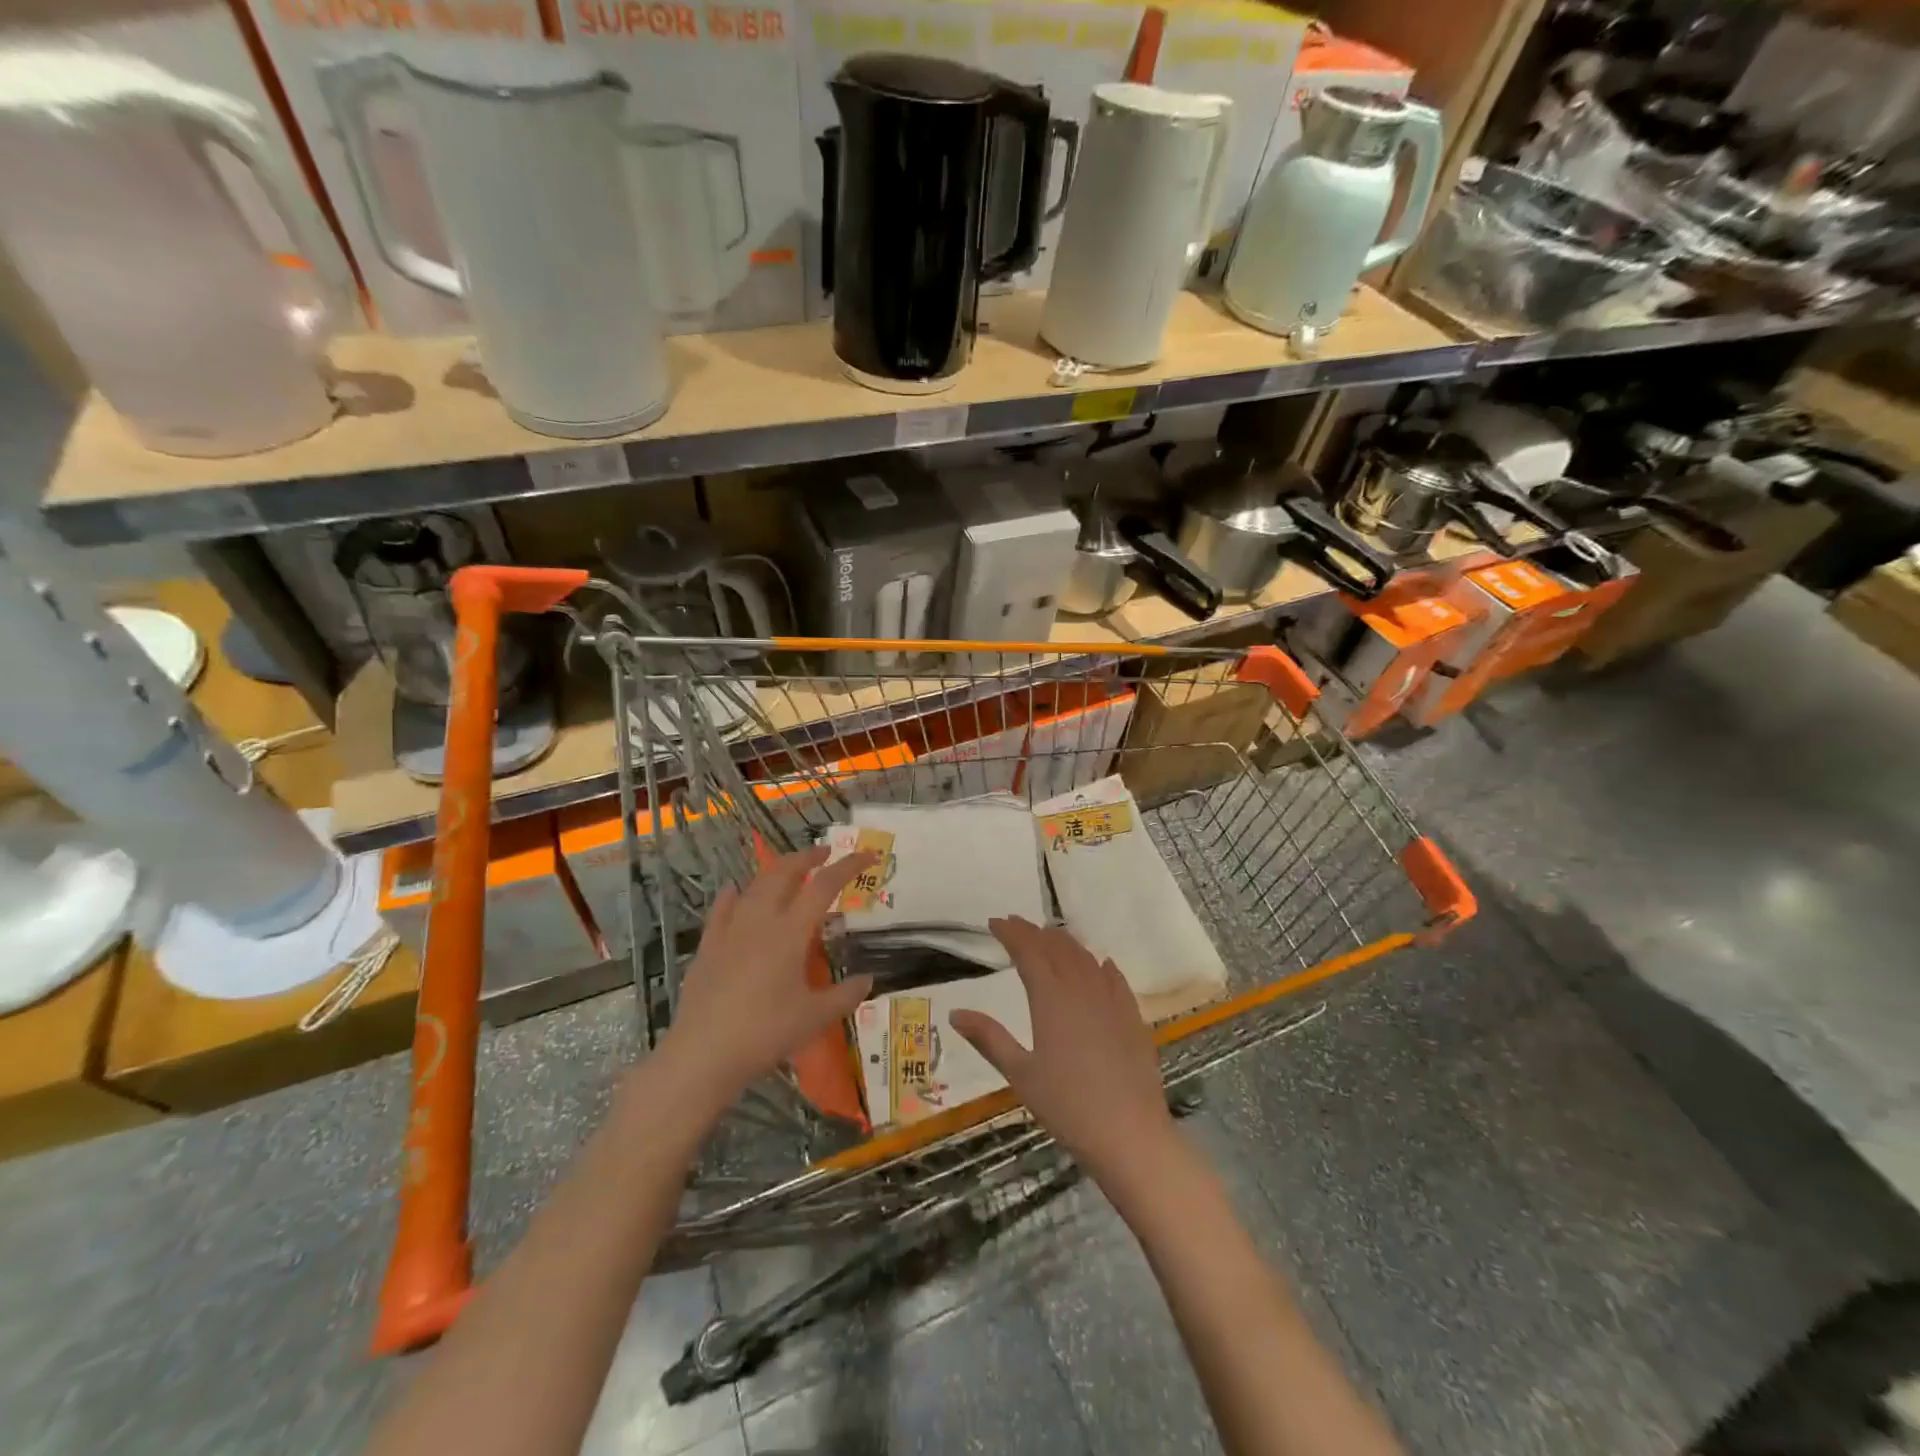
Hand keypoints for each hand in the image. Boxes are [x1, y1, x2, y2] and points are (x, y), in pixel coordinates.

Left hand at [659, 846, 875, 1108]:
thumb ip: (846, 996)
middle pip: (783, 874)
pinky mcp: (707, 948)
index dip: (847, 867)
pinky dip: (733, 895)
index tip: (866, 856)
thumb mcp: (815, 1018)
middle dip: (806, 858)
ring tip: (788, 871)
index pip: (824, 887)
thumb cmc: (765, 1034)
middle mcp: (760, 922)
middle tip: (825, 854)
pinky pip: (721, 910)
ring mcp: (729, 932)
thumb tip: (868, 980)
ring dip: (775, 872)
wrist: (703, 1055)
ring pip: (753, 887)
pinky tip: (734, 892)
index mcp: (790, 933)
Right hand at [950, 916, 1174, 1181]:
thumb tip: (955, 1013)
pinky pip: (1114, 979)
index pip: (1028, 951)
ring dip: (1066, 942)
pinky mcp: (1132, 1018)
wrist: (1130, 1135)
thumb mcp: (1020, 1074)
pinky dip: (1100, 965)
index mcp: (1051, 998)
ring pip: (1086, 958)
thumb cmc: (1067, 1106)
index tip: (995, 922)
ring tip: (1051, 936)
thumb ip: (989, 1038)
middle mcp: (1081, 989)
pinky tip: (1100, 964)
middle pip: (1056, 948)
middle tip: (1016, 924)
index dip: (1011, 933)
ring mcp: (1111, 1001)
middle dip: (1034, 932)